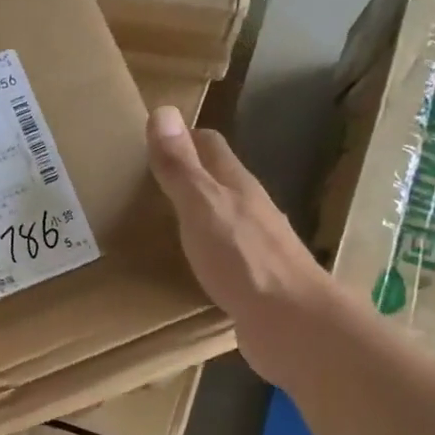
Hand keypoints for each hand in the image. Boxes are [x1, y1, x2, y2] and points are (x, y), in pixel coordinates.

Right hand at [144, 106, 330, 387]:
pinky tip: (185, 264)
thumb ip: (181, 167)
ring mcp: (256, 245)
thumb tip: (162, 111)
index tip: (148, 140)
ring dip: (194, 213)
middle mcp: (250, 209)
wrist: (291, 323)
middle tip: (143, 181)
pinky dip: (201, 249)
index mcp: (237, 185)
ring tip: (156, 221)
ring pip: (221, 217)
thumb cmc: (244, 259)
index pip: (209, 146)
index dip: (182, 137)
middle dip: (186, 174)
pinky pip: (223, 254)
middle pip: (217, 180)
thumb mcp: (202, 207)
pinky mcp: (254, 280)